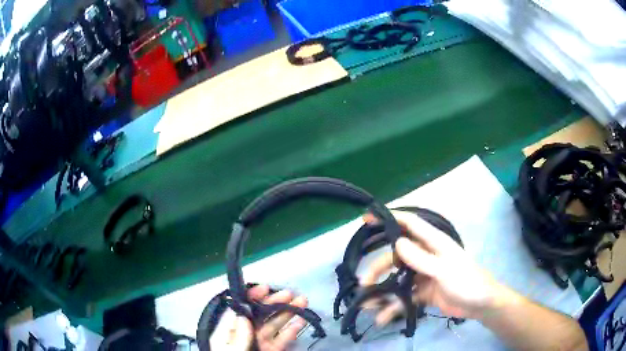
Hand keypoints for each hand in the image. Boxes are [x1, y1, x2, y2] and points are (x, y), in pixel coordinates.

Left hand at [209, 285, 308, 350]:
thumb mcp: (229, 350)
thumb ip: (236, 334)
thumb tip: (244, 314)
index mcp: (229, 332)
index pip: (240, 310)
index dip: (251, 298)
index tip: (265, 289)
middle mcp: (245, 335)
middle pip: (260, 316)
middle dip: (275, 303)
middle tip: (291, 294)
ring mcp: (260, 344)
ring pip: (274, 326)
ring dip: (287, 313)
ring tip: (301, 302)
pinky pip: (283, 340)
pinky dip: (292, 331)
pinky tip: (300, 323)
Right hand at [361, 210, 505, 325]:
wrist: (479, 305)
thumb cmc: (467, 281)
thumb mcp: (444, 269)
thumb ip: (421, 258)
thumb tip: (397, 243)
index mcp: (434, 243)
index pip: (409, 224)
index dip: (389, 219)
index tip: (366, 219)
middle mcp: (426, 256)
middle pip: (396, 257)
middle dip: (379, 268)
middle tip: (364, 282)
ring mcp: (423, 275)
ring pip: (397, 279)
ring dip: (383, 291)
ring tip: (368, 305)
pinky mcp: (423, 292)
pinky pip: (404, 297)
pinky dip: (393, 307)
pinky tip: (382, 318)